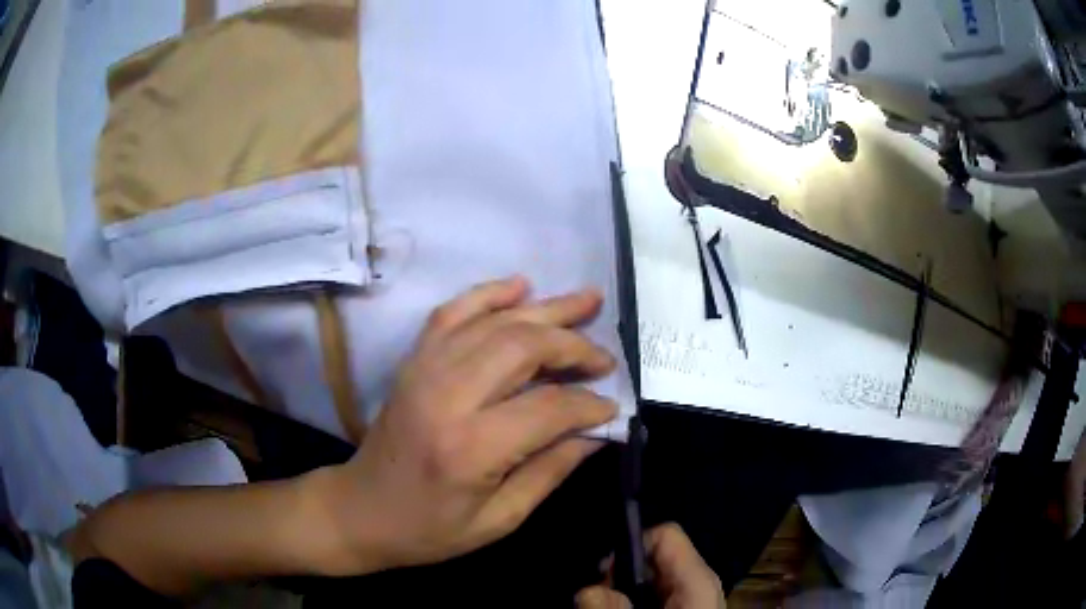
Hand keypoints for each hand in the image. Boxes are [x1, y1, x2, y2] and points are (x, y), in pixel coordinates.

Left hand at [318, 277, 618, 573]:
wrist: (360, 510)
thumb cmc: (429, 529)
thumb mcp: (499, 520)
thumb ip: (550, 471)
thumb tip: (595, 432)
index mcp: (471, 447)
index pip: (548, 407)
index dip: (588, 404)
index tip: (611, 407)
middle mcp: (447, 395)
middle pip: (523, 346)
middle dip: (573, 344)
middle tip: (605, 357)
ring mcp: (424, 370)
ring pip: (494, 321)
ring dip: (545, 309)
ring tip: (586, 299)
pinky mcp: (413, 361)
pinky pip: (452, 312)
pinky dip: (488, 294)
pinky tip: (520, 285)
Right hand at [576, 523, 724, 608]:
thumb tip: (588, 591)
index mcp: (696, 578)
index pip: (664, 535)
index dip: (630, 546)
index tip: (603, 574)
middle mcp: (696, 583)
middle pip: (651, 560)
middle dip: (618, 577)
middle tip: (598, 603)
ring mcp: (690, 599)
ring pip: (647, 583)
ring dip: (620, 597)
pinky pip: (652, 601)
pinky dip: (632, 606)